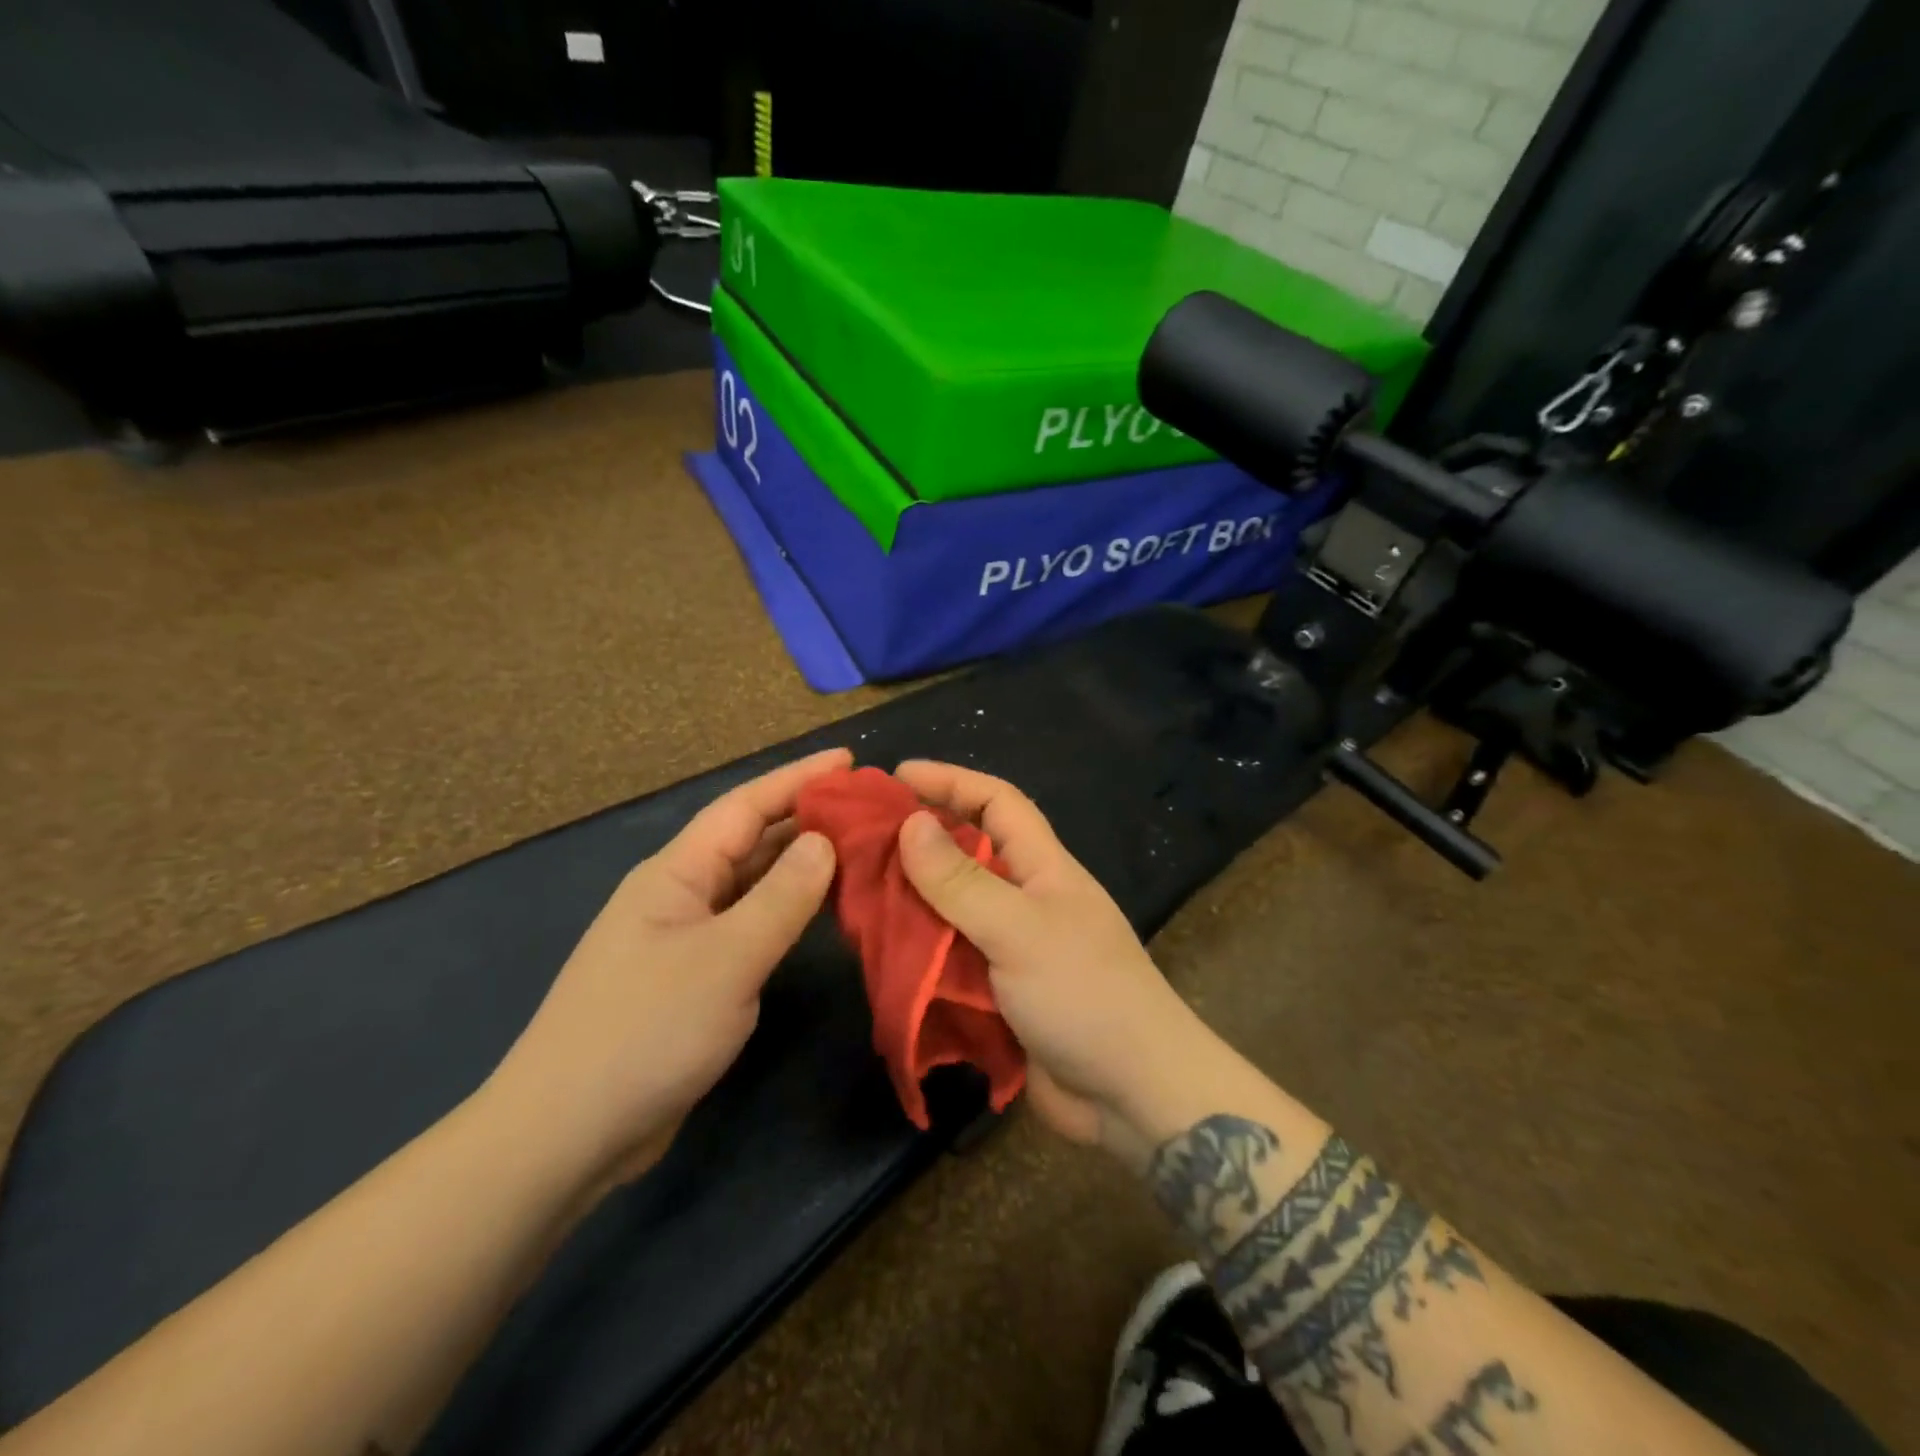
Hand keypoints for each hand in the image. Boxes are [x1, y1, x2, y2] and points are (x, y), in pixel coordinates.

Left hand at [482, 748, 848, 1192]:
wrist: (565, 1135)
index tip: (851, 760)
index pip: (746, 806)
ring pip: (751, 883)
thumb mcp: (726, 959)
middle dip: (805, 817)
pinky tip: (819, 912)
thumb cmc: (646, 1031)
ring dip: (799, 864)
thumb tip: (824, 841)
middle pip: (750, 839)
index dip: (798, 778)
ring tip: (857, 847)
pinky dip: (786, 911)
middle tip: (867, 807)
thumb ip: (781, 898)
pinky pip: (749, 925)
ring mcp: (683, 937)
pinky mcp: (692, 978)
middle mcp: (679, 894)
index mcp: (676, 873)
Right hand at [893, 760, 1211, 1162]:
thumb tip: (910, 823)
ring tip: (855, 891)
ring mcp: (1010, 946)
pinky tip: (879, 949)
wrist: (1133, 1096)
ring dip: (909, 898)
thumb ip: (962, 882)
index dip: (950, 780)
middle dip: (917, 839)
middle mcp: (1024, 898)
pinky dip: (916, 950)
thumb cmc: (1085, 995)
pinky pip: (948, 956)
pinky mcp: (997, 990)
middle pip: (966, 852)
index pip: (996, 802)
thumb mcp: (1020, 930)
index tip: (895, 776)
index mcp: (1043, 867)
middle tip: (859, 838)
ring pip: (950, 907)